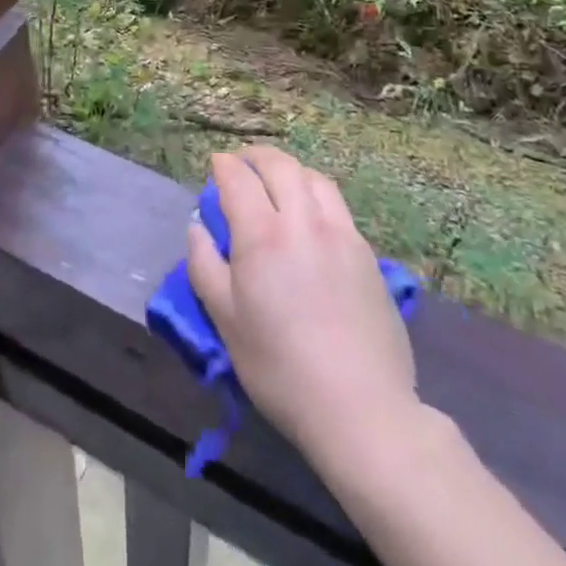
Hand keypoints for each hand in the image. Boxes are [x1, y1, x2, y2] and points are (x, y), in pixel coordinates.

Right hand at [187, 147, 419, 464]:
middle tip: (242, 164)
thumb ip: (204, 266)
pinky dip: (316, 194)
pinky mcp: (367, 253)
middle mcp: (303, 221)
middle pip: (280, 165)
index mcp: (262, 235)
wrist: (362, 408)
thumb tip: (198, 227)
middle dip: (255, 157)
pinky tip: (311, 216)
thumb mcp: (226, 321)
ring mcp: (341, 233)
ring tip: (278, 182)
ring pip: (313, 178)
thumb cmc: (280, 369)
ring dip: (290, 170)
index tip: (216, 165)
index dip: (224, 166)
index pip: (238, 178)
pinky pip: (337, 204)